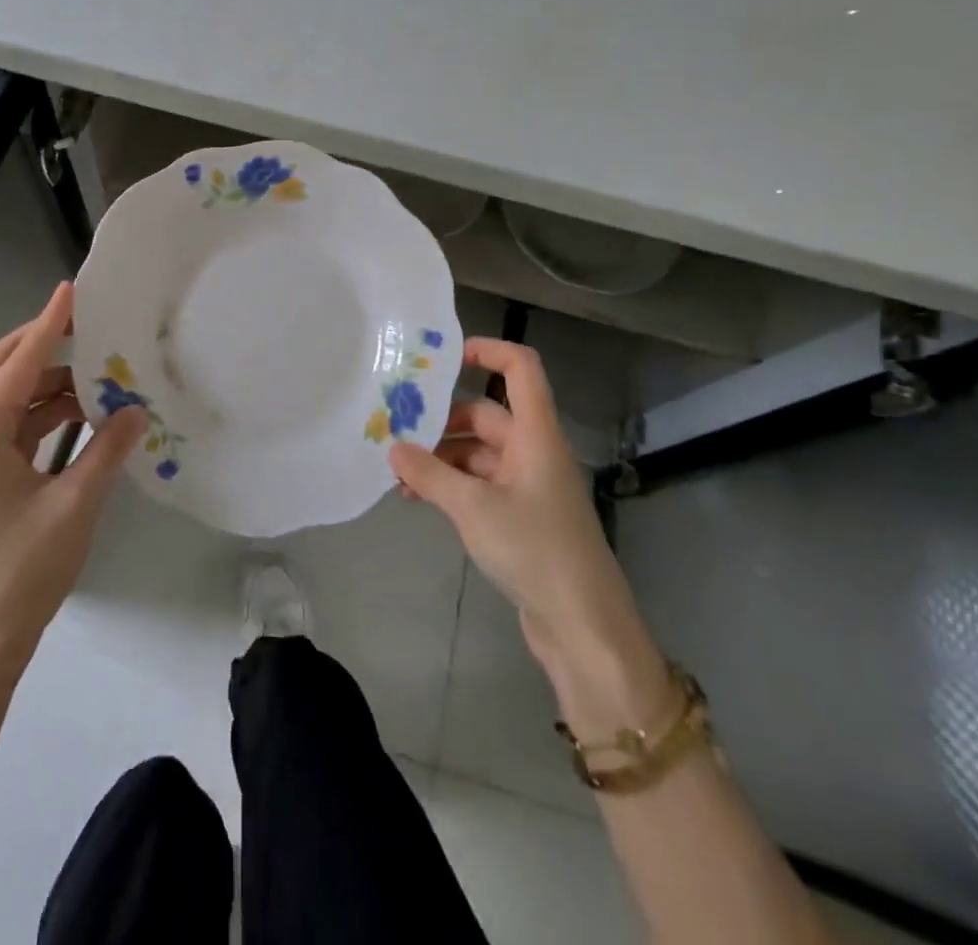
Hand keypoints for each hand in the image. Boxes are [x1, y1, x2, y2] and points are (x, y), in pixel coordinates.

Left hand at [0, 281, 147, 668]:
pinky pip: (10, 428)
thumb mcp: (74, 506)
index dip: (47, 325)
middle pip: (0, 370)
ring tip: (96, 378)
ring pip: (5, 400)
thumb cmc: (23, 571)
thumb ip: (107, 451)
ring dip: (47, 384)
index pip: (18, 364)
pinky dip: (43, 416)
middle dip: (41, 344)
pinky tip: (80, 418)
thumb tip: (136, 410)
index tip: (70, 291)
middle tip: (84, 325)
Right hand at [388, 338, 660, 689]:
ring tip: (398, 473)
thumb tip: (394, 447)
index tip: (443, 358)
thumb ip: (429, 473)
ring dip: (439, 458)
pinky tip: (417, 498)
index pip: (521, 370)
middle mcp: (533, 452)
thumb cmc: (535, 550)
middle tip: (396, 430)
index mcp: (536, 435)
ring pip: (477, 453)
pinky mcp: (520, 517)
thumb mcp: (473, 508)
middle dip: (441, 421)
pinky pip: (479, 484)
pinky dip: (449, 485)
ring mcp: (527, 486)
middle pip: (485, 415)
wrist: (583, 626)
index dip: (488, 351)